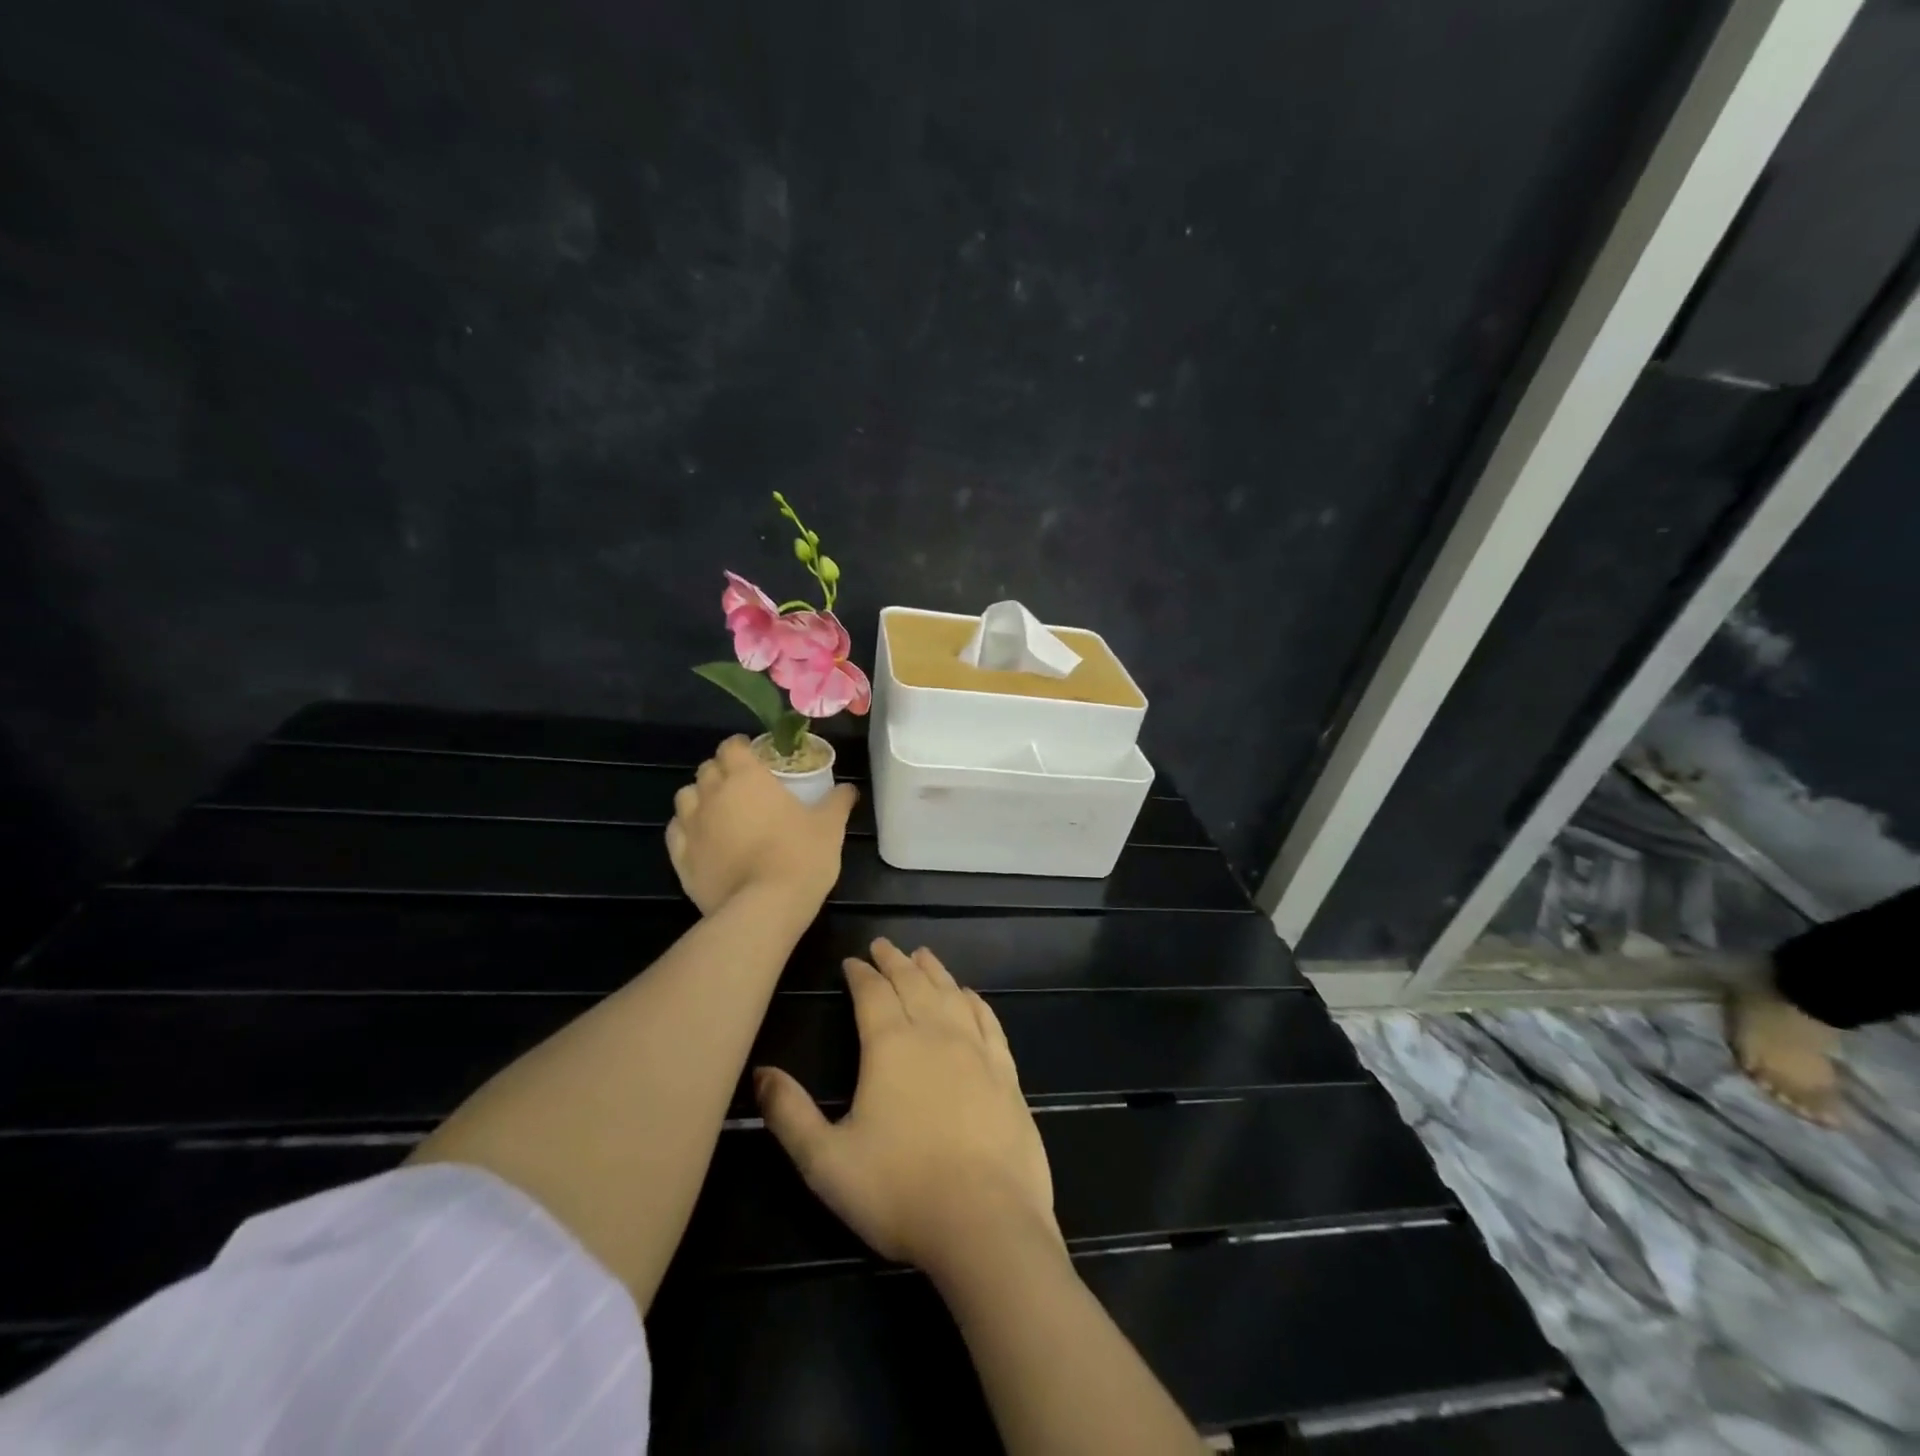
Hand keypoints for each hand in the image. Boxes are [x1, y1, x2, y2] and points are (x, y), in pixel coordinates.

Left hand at [666, 735, 857, 915]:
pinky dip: (687, 829)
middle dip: (722, 771)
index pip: (732, 746)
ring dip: (700, 798)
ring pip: (685, 797)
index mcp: (746, 777)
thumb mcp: (829, 826)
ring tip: (719, 811)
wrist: (765, 908)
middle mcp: (712, 794)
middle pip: (707, 769)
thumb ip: (837, 801)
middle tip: (743, 786)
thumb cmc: (800, 856)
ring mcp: (691, 827)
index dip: (742, 748)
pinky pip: (676, 832)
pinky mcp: (681, 858)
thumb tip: (849, 788)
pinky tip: (703, 839)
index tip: (756, 757)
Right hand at [754, 939, 1058, 1277]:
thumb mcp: (825, 1161)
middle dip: (894, 961)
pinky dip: (975, 1000)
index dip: (860, 973)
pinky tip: (969, 995)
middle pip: (912, 982)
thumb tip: (761, 1073)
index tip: (852, 961)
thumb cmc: (899, 1191)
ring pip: (951, 993)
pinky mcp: (1006, 1071)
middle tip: (884, 944)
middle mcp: (934, 1033)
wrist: (986, 1221)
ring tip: (922, 955)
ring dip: (933, 970)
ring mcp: (976, 1049)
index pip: (872, 993)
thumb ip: (789, 1114)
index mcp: (890, 1045)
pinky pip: (988, 1020)